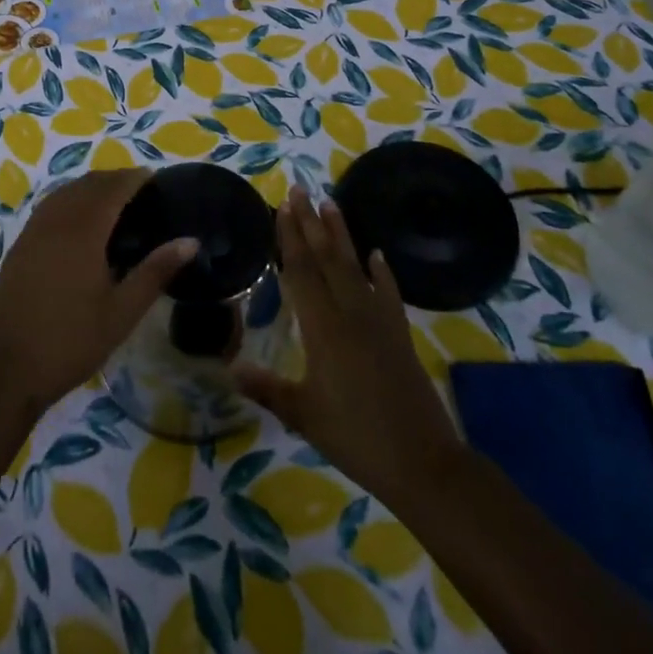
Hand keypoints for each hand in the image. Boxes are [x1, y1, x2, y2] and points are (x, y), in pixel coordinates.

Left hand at [0, 168, 194, 415]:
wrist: (6, 368)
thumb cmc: (71, 341)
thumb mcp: (122, 312)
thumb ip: (155, 272)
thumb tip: (190, 241)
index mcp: (83, 231)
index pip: (112, 189)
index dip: (133, 178)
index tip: (154, 177)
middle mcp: (55, 221)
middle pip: (87, 184)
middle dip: (114, 179)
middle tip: (140, 189)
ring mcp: (33, 232)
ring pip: (64, 192)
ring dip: (90, 187)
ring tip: (114, 200)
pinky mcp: (20, 246)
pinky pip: (49, 207)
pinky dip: (69, 200)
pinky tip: (79, 221)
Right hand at [236, 189, 464, 508]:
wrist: (423, 463)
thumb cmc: (355, 437)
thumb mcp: (303, 415)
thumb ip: (266, 387)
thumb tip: (229, 366)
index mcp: (323, 329)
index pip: (301, 272)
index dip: (290, 238)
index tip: (282, 207)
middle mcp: (350, 314)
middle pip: (326, 259)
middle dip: (311, 223)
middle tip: (300, 190)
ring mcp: (379, 321)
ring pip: (355, 267)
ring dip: (341, 235)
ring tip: (331, 203)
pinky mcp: (399, 334)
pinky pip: (388, 293)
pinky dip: (382, 272)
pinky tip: (377, 254)